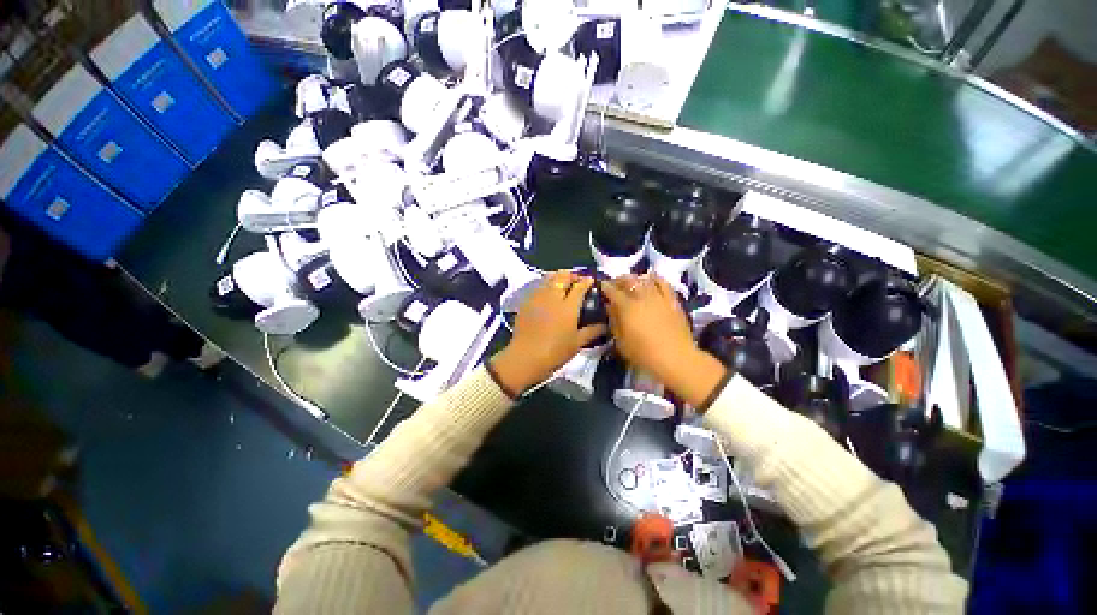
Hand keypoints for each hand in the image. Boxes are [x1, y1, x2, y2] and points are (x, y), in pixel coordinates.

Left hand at [491, 271, 607, 394]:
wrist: (525, 357)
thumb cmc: (555, 352)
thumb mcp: (577, 343)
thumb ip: (592, 331)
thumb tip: (605, 325)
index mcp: (568, 307)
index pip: (580, 287)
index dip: (586, 281)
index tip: (591, 280)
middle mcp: (553, 297)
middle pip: (563, 277)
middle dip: (572, 275)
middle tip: (577, 281)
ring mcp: (538, 298)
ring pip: (548, 278)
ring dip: (558, 277)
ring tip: (562, 282)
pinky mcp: (526, 302)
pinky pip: (538, 287)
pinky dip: (546, 285)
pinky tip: (547, 293)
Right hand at [602, 274, 726, 409]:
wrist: (675, 358)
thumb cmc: (643, 354)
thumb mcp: (621, 342)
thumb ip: (614, 321)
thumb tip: (610, 307)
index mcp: (627, 307)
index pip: (613, 291)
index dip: (606, 287)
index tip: (602, 286)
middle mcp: (642, 297)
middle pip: (628, 280)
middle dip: (619, 280)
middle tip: (615, 284)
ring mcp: (658, 297)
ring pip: (644, 279)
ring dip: (635, 278)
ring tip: (631, 282)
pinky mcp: (672, 300)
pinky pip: (663, 283)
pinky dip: (655, 279)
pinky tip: (651, 280)